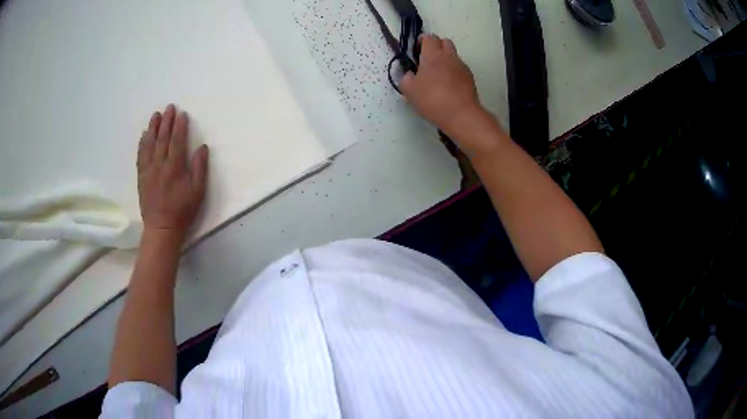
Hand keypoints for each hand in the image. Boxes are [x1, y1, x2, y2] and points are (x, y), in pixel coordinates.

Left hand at [137, 104, 208, 240]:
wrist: (162, 228)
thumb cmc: (182, 211)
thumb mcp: (198, 192)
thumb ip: (199, 168)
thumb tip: (202, 147)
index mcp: (174, 168)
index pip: (177, 141)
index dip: (180, 126)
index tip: (182, 114)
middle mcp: (159, 165)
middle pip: (162, 139)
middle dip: (166, 122)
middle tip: (169, 107)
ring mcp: (148, 170)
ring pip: (149, 144)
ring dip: (153, 128)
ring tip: (156, 115)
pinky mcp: (141, 177)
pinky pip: (140, 156)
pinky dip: (142, 143)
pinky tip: (144, 135)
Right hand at [401, 34, 483, 137]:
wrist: (461, 114)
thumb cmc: (432, 99)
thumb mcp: (409, 91)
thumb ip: (406, 78)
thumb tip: (410, 74)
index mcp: (432, 55)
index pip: (429, 37)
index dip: (423, 40)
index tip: (417, 48)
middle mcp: (449, 56)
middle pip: (445, 42)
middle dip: (437, 46)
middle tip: (429, 58)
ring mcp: (462, 66)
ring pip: (454, 55)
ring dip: (446, 59)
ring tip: (439, 73)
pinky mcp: (470, 78)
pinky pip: (460, 68)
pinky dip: (454, 71)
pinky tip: (449, 85)